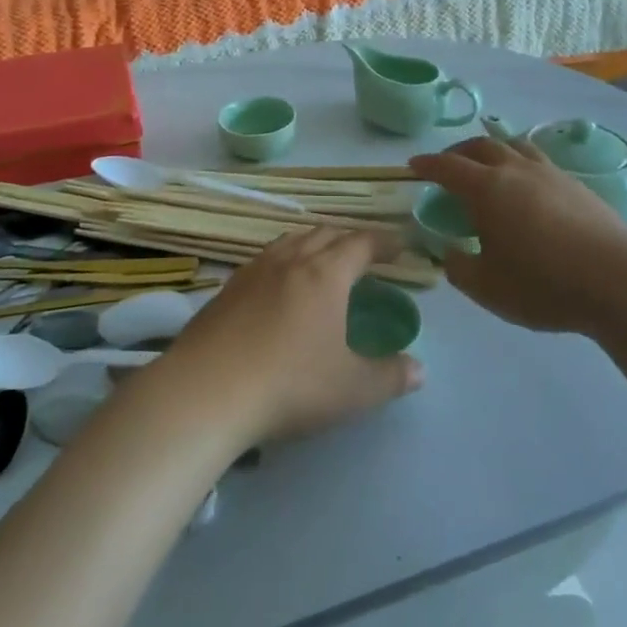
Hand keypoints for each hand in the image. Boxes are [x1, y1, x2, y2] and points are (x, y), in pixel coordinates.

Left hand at [158, 228, 422, 444]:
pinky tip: (277, 284)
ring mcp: (253, 272)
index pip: (361, 244)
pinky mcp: (226, 289)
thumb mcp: (352, 390)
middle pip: (324, 235)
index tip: (399, 245)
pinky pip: (263, 259)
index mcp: (325, 275)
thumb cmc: (290, 385)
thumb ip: (390, 377)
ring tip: (321, 258)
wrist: (207, 392)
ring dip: (312, 243)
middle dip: (349, 239)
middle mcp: (290, 261)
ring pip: (290, 241)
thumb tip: (419, 369)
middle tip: (364, 253)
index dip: (383, 241)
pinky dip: (282, 259)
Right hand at [410, 137, 626, 335]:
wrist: (618, 281)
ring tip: (487, 164)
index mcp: (486, 189)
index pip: (448, 167)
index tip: (413, 166)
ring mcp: (550, 173)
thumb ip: (458, 267)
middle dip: (457, 151)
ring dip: (492, 149)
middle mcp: (515, 170)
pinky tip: (525, 185)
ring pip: (514, 145)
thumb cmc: (543, 284)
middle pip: (481, 145)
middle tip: (447, 164)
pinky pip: (538, 160)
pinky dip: (520, 162)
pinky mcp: (576, 185)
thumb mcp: (486, 287)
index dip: (427, 165)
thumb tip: (450, 252)